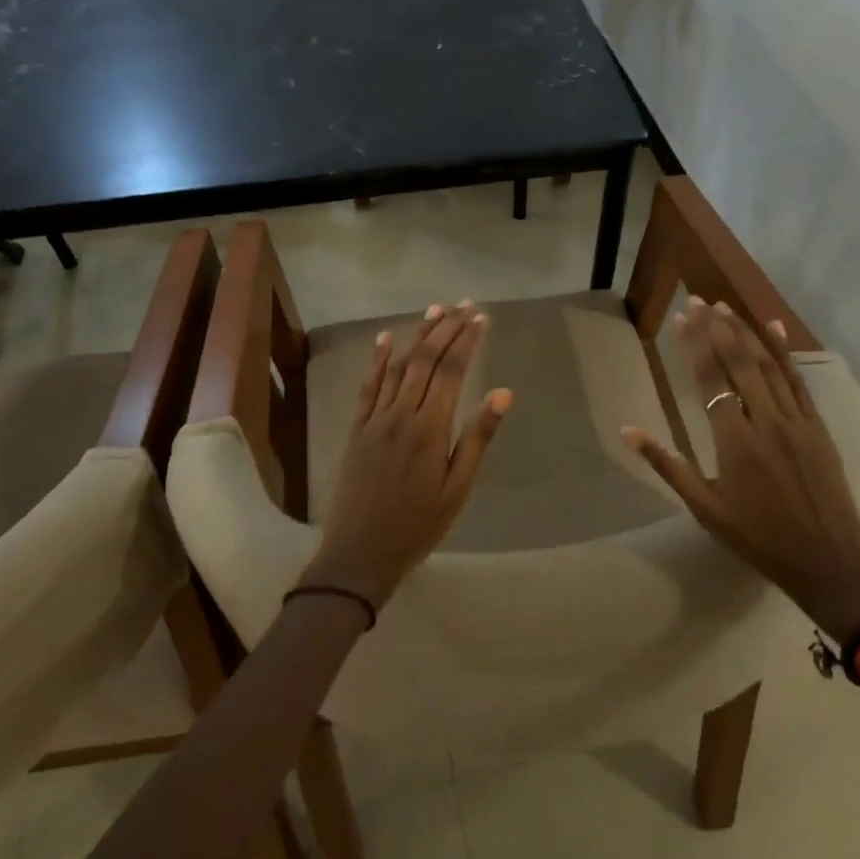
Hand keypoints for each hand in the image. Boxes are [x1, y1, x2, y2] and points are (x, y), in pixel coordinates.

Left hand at [301, 300, 513, 607]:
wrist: (359, 554)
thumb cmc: (418, 526)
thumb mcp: (458, 489)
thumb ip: (478, 437)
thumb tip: (503, 392)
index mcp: (429, 429)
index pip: (450, 371)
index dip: (466, 341)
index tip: (480, 318)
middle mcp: (400, 414)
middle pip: (425, 360)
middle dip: (446, 328)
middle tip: (464, 304)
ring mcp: (375, 418)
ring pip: (398, 365)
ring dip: (417, 335)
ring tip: (435, 309)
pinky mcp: (357, 427)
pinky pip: (368, 385)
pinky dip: (377, 359)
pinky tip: (384, 338)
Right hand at [622, 297, 859, 639]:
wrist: (829, 563)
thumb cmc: (758, 538)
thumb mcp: (705, 508)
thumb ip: (668, 466)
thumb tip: (628, 430)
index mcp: (735, 443)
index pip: (710, 381)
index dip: (694, 346)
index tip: (681, 318)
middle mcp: (766, 422)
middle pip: (739, 364)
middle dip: (717, 329)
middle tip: (699, 300)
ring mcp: (796, 421)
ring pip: (768, 366)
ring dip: (746, 333)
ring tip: (726, 307)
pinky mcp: (816, 426)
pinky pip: (797, 381)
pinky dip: (784, 352)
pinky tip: (774, 328)